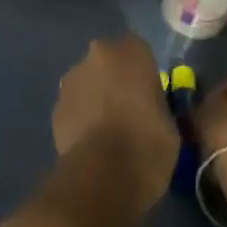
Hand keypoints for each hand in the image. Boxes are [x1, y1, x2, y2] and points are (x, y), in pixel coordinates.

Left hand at [53, 35, 179, 215]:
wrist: (103, 176)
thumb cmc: (148, 144)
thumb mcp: (171, 123)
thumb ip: (158, 104)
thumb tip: (151, 110)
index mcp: (132, 51)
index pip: (139, 51)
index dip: (143, 73)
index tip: (149, 96)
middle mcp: (99, 54)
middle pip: (109, 61)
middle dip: (115, 80)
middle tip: (128, 111)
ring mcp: (73, 79)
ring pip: (88, 82)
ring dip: (95, 97)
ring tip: (107, 131)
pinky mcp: (56, 106)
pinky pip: (74, 106)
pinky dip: (80, 117)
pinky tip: (90, 143)